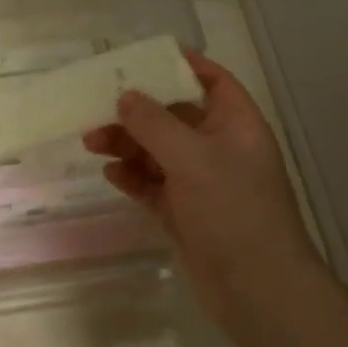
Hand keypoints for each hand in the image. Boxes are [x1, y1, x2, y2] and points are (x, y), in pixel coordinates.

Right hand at [83, 51, 317, 313]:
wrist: (256, 288)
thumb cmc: (233, 210)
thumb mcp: (193, 158)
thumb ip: (155, 123)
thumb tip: (126, 96)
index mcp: (235, 125)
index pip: (212, 81)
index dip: (181, 65)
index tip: (141, 57)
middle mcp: (219, 148)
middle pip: (174, 116)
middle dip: (137, 112)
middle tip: (96, 110)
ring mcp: (201, 183)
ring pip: (157, 152)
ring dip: (127, 145)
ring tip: (92, 143)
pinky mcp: (184, 212)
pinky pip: (152, 185)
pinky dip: (132, 178)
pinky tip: (110, 175)